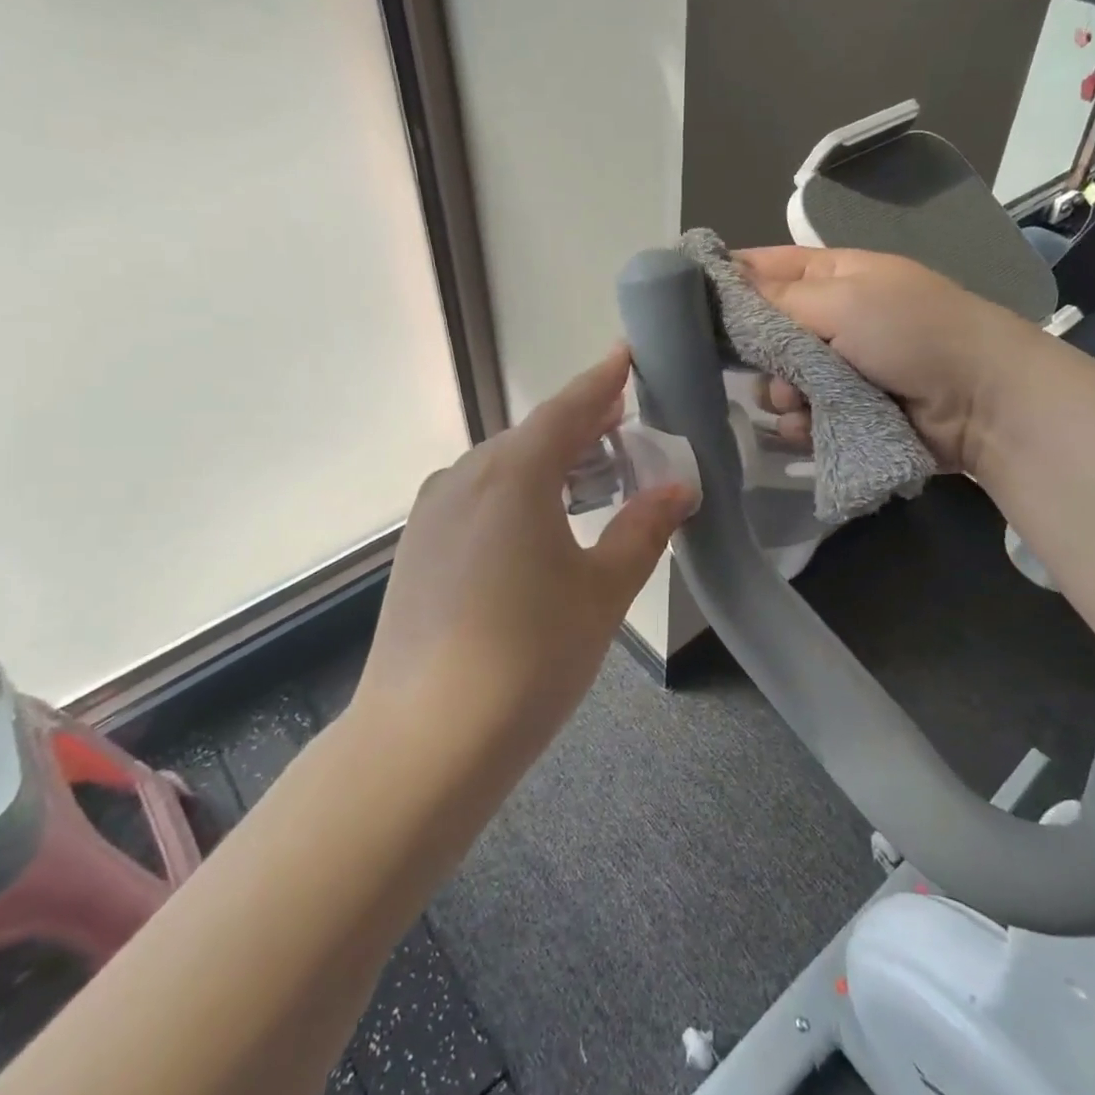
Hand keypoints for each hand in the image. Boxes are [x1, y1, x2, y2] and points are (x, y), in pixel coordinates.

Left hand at [360, 348, 694, 760]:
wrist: (425, 739)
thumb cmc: (530, 657)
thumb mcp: (603, 591)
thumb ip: (643, 530)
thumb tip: (678, 488)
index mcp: (514, 474)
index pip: (568, 409)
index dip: (602, 381)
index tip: (626, 355)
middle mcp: (465, 477)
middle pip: (531, 436)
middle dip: (580, 427)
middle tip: (623, 428)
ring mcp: (432, 512)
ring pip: (499, 467)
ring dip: (546, 463)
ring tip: (586, 479)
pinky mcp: (416, 547)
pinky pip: (474, 498)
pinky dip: (513, 494)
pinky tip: (532, 528)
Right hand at [735, 245, 1042, 472]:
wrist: (981, 402)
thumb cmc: (912, 332)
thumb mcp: (844, 300)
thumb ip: (777, 299)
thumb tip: (722, 286)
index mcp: (830, 276)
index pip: (762, 268)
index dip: (726, 282)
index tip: (688, 304)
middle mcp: (828, 320)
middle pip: (762, 334)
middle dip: (758, 353)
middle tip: (769, 364)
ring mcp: (836, 370)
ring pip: (776, 382)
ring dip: (782, 394)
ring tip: (803, 401)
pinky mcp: (843, 413)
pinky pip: (798, 418)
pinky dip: (800, 425)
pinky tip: (811, 428)